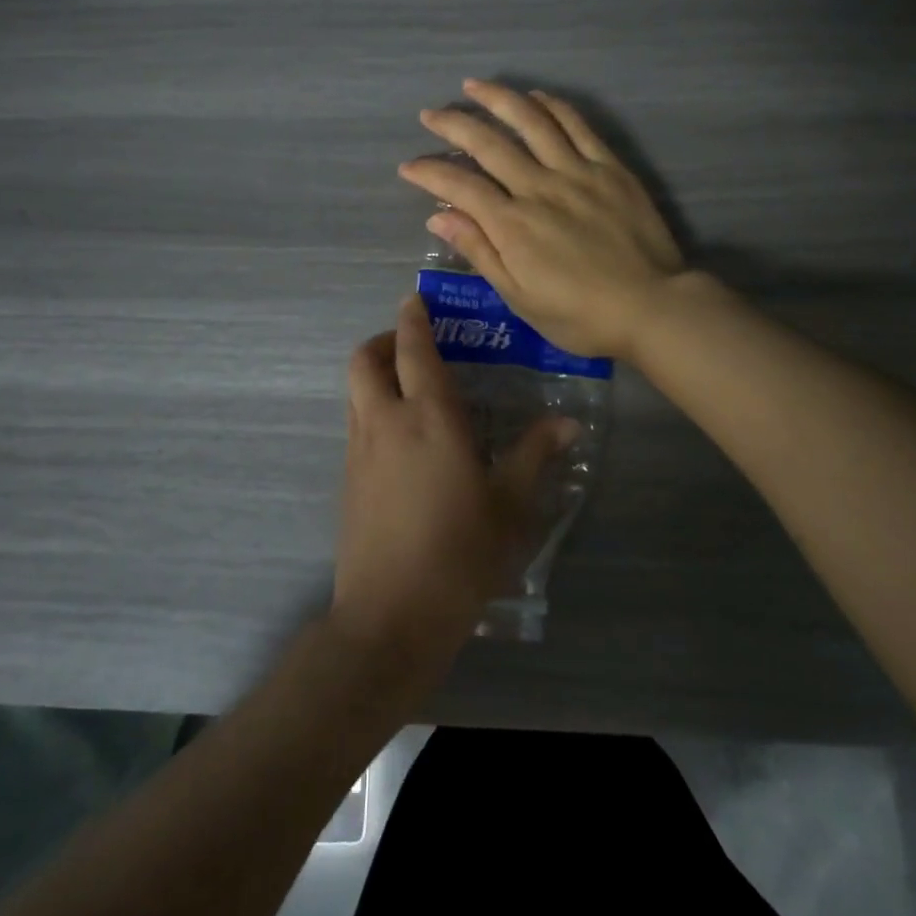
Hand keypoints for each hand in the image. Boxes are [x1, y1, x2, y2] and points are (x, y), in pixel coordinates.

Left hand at [333, 294, 574, 670]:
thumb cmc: (459, 553)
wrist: (391, 616)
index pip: (414, 349)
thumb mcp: (510, 505)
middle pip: (365, 359)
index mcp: (429, 418)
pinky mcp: (347, 479)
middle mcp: (386, 422)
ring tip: (409, 387)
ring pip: (354, 390)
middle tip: (413, 345)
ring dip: (375, 373)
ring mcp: (359, 450)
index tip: (416, 299)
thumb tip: (568, 422)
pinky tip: (402, 439)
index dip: (413, 318)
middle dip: (385, 341)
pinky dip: (371, 408)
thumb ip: (535, 455)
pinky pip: (355, 422)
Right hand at [399, 79, 684, 359]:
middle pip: (488, 143)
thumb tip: (438, 218)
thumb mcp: (520, 297)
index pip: (460, 186)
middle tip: (430, 114)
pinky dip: (552, 106)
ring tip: (474, 86)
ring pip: (531, 122)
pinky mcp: (609, 167)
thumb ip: (480, 251)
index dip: (430, 173)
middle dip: (453, 125)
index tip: (408, 166)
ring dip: (498, 99)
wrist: (653, 306)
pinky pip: (577, 126)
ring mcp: (577, 171)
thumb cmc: (580, 315)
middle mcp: (539, 187)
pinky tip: (535, 97)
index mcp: (513, 224)